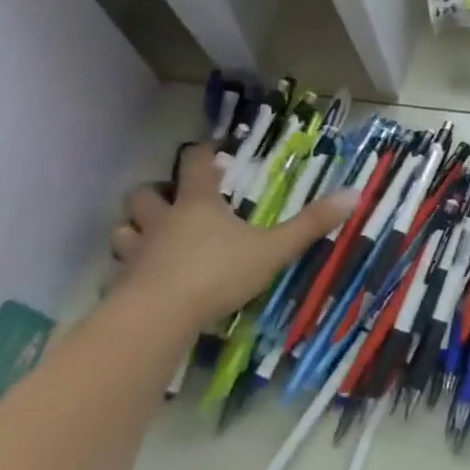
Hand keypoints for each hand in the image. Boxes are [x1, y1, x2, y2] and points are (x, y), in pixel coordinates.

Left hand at [109, 142, 357, 331]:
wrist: (157, 319)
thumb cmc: (217, 274)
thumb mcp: (273, 249)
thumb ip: (310, 224)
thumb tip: (354, 194)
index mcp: (198, 204)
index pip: (195, 164)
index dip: (203, 154)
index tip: (211, 150)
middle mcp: (162, 221)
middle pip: (145, 194)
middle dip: (155, 193)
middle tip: (172, 201)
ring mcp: (136, 253)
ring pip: (123, 230)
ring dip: (133, 230)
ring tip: (149, 239)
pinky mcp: (119, 286)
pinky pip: (115, 272)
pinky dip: (124, 273)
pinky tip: (138, 284)